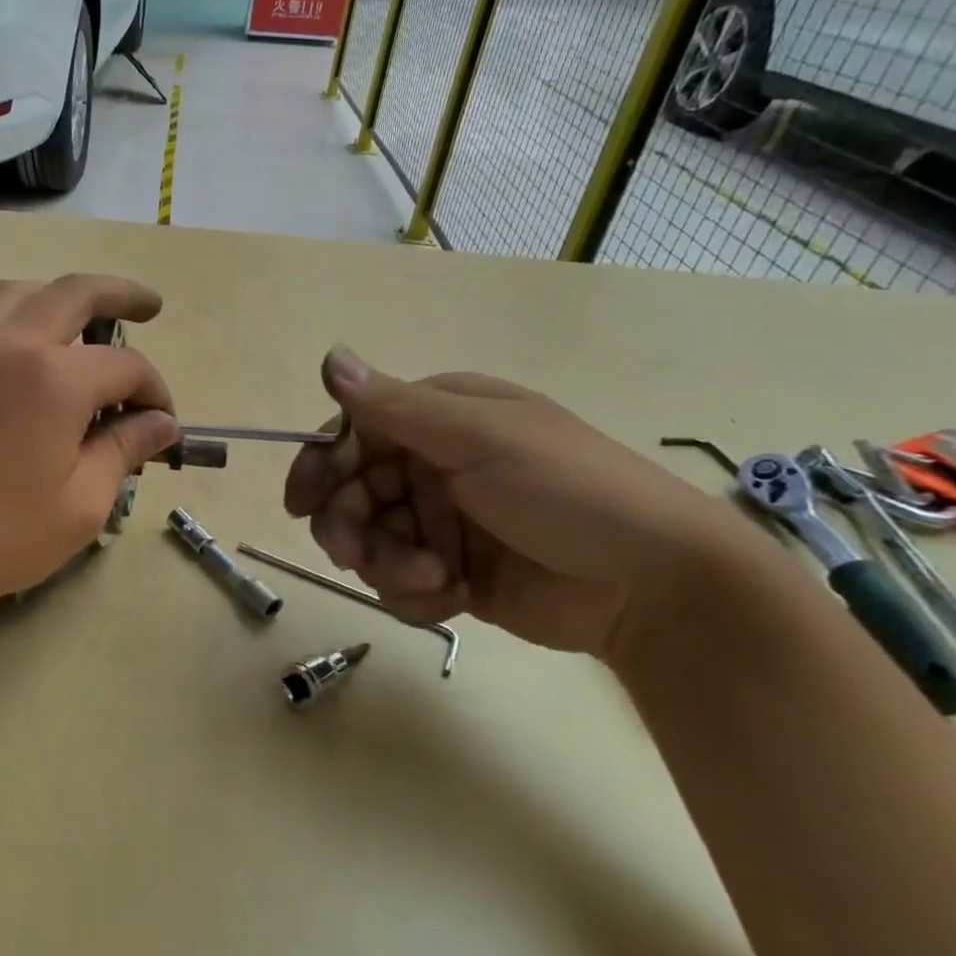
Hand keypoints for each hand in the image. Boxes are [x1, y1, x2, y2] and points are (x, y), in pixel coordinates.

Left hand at [0, 275, 179, 622]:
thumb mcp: (82, 504)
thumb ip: (125, 450)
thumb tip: (161, 423)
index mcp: (55, 377)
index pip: (126, 366)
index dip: (155, 392)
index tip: (163, 425)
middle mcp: (9, 346)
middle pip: (73, 293)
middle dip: (120, 294)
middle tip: (150, 305)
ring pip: (11, 296)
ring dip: (51, 296)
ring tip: (74, 319)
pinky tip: (0, 367)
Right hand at [283, 348, 764, 657]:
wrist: (654, 587)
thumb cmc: (567, 491)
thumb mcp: (480, 438)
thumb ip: (395, 406)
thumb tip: (329, 357)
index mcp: (440, 420)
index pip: (354, 434)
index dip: (321, 466)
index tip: (300, 503)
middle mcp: (434, 465)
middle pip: (354, 492)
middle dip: (349, 526)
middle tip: (353, 556)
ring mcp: (443, 522)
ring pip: (372, 541)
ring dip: (387, 564)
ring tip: (431, 580)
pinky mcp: (453, 573)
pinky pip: (401, 582)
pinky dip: (415, 593)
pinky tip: (451, 598)